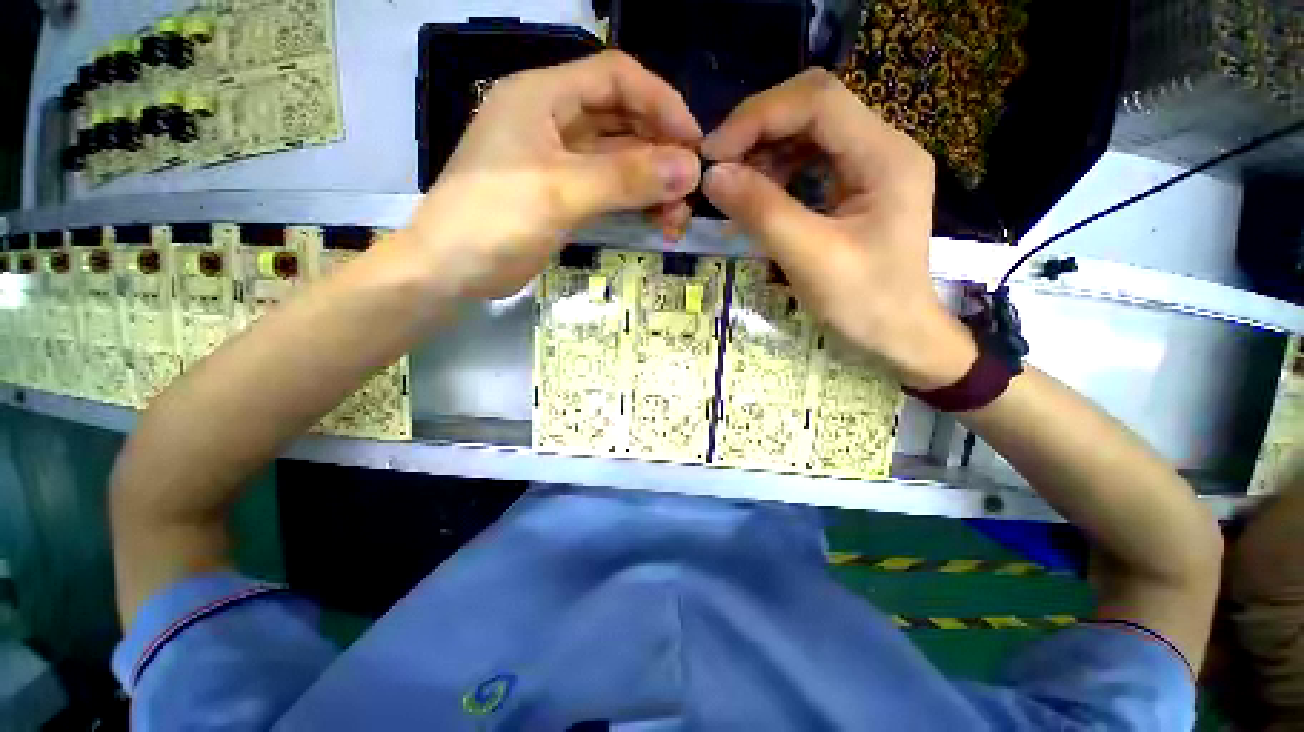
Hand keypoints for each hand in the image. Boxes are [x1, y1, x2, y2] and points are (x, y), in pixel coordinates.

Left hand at [407, 51, 702, 299]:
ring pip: (619, 160)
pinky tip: (655, 221)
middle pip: (622, 121)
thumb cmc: (494, 220)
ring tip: (675, 218)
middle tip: (689, 190)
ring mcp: (559, 161)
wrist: (450, 270)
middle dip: (660, 152)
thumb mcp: (562, 193)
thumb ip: (626, 178)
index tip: (693, 142)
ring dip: (652, 184)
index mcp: (543, 97)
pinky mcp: (564, 195)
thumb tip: (690, 169)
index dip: (660, 102)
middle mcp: (554, 121)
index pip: (615, 77)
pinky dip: (635, 202)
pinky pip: (610, 189)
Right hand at [700, 69, 974, 388]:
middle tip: (718, 168)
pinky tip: (758, 197)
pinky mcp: (857, 187)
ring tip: (734, 187)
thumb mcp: (810, 259)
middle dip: (758, 131)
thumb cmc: (865, 305)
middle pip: (812, 108)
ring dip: (764, 153)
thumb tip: (712, 176)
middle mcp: (883, 147)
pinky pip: (810, 163)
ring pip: (808, 134)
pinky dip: (777, 173)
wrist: (900, 338)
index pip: (817, 101)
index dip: (758, 118)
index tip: (713, 155)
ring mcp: (871, 166)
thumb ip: (762, 212)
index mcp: (885, 156)